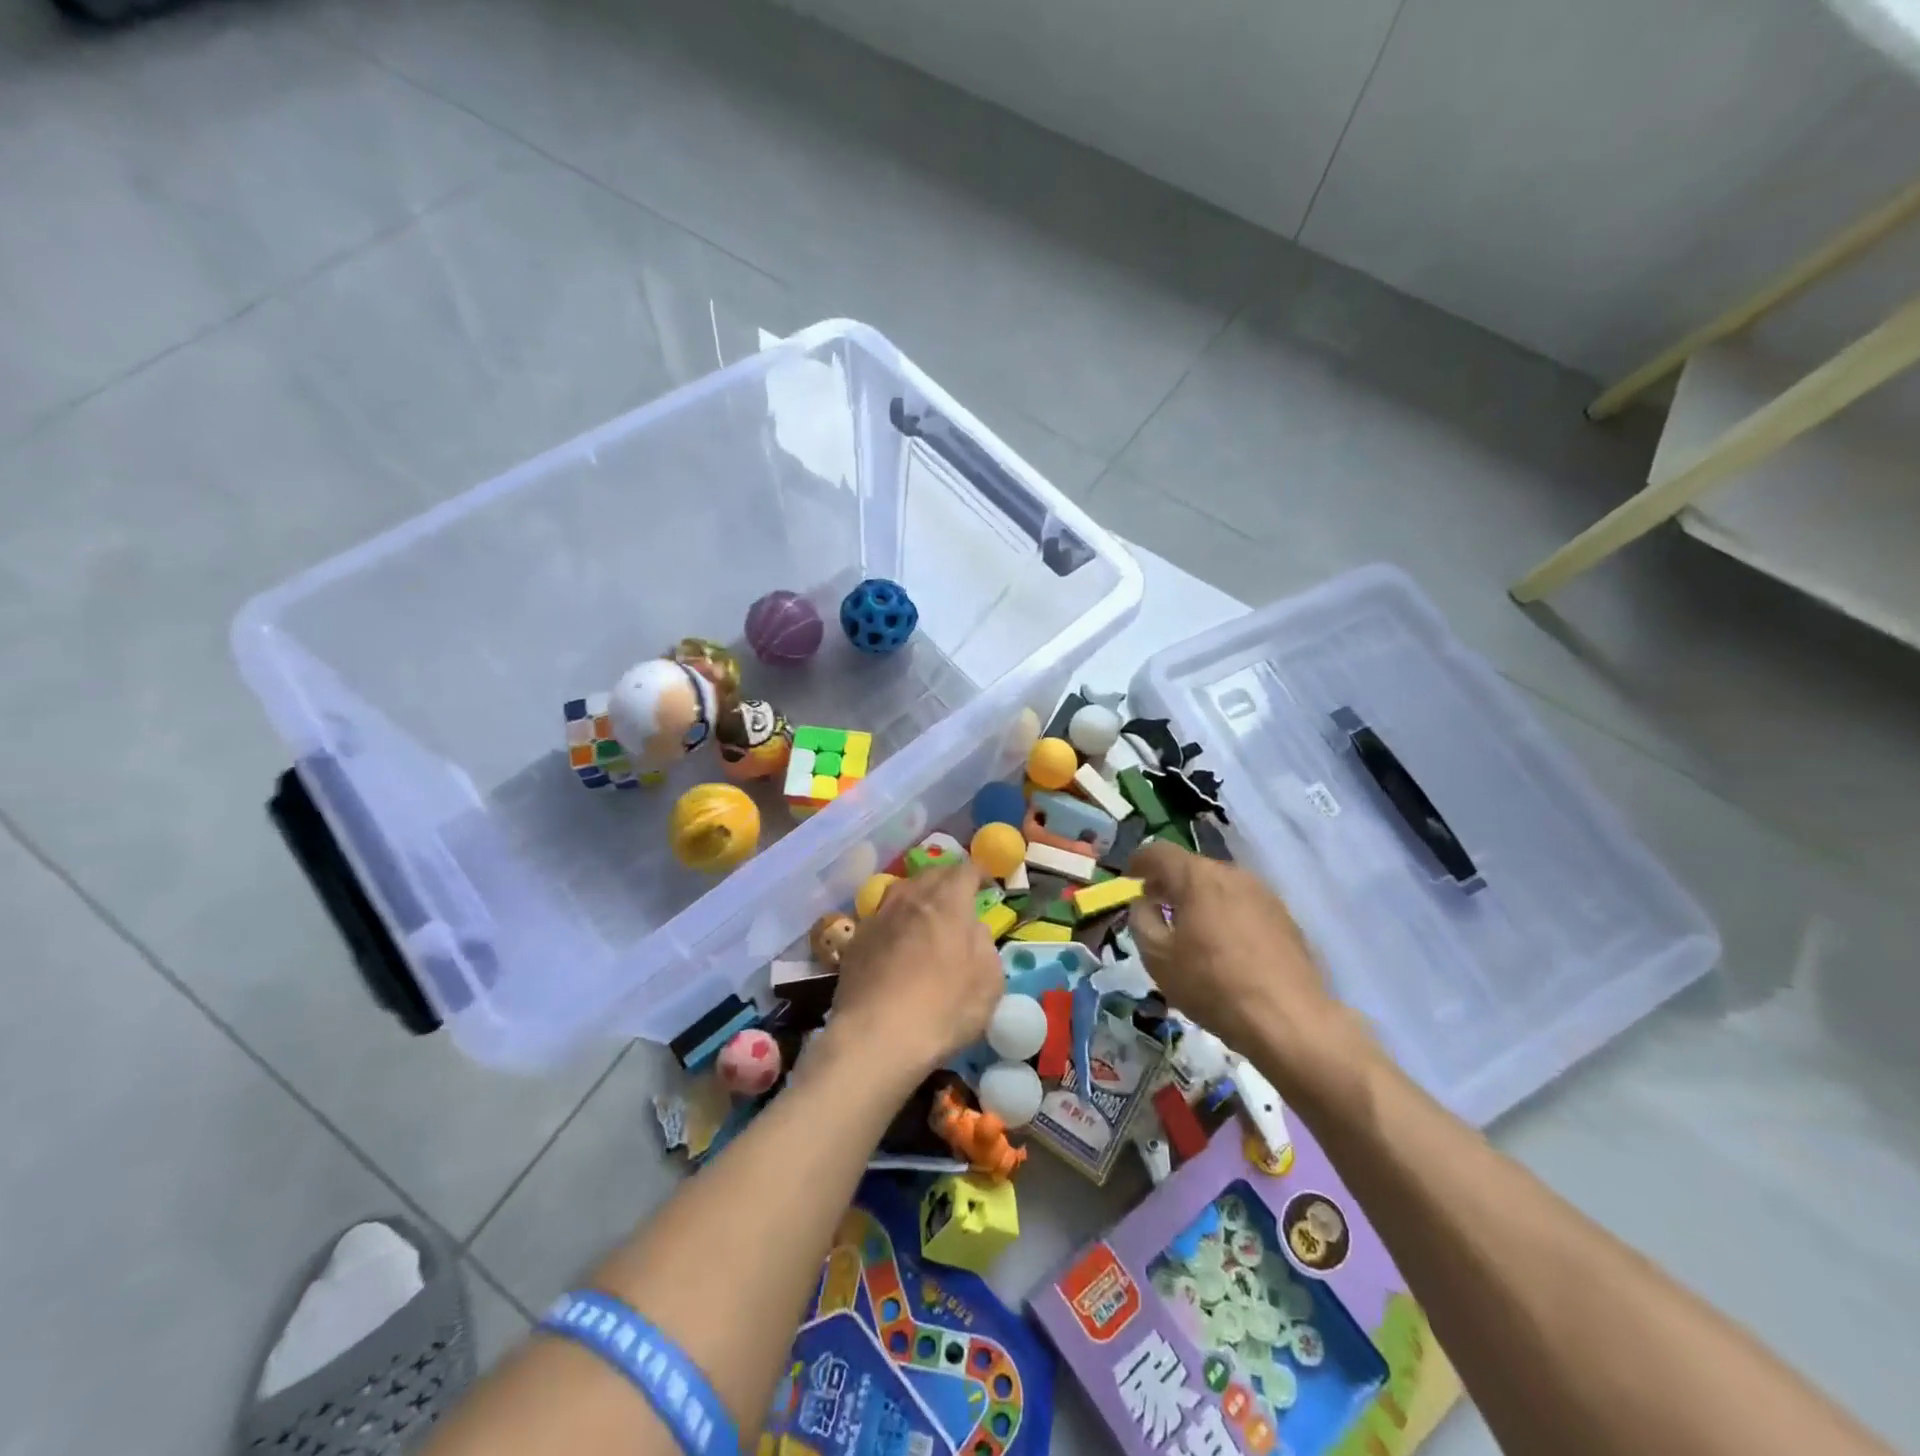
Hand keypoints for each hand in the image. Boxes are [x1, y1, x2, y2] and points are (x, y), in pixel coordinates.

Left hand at [824, 865, 1003, 1083]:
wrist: (875, 1038)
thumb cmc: (943, 1010)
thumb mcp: (989, 983)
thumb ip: (984, 945)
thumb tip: (973, 928)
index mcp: (947, 902)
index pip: (965, 870)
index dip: (980, 873)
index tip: (987, 885)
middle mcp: (910, 898)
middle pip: (931, 874)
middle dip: (949, 879)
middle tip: (959, 897)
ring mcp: (878, 917)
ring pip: (902, 890)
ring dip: (918, 895)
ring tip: (926, 913)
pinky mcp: (856, 940)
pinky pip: (881, 917)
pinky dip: (895, 921)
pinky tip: (897, 942)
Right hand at [1126, 842, 1367, 1099]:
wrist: (1289, 1020)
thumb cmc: (1212, 985)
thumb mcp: (1157, 957)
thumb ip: (1141, 921)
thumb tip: (1144, 903)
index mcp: (1197, 877)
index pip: (1159, 852)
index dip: (1139, 862)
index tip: (1129, 879)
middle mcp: (1232, 874)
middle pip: (1192, 867)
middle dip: (1169, 882)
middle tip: (1155, 905)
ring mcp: (1263, 894)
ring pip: (1220, 885)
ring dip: (1199, 898)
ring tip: (1189, 927)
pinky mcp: (1285, 917)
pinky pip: (1243, 904)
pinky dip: (1225, 913)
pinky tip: (1223, 944)